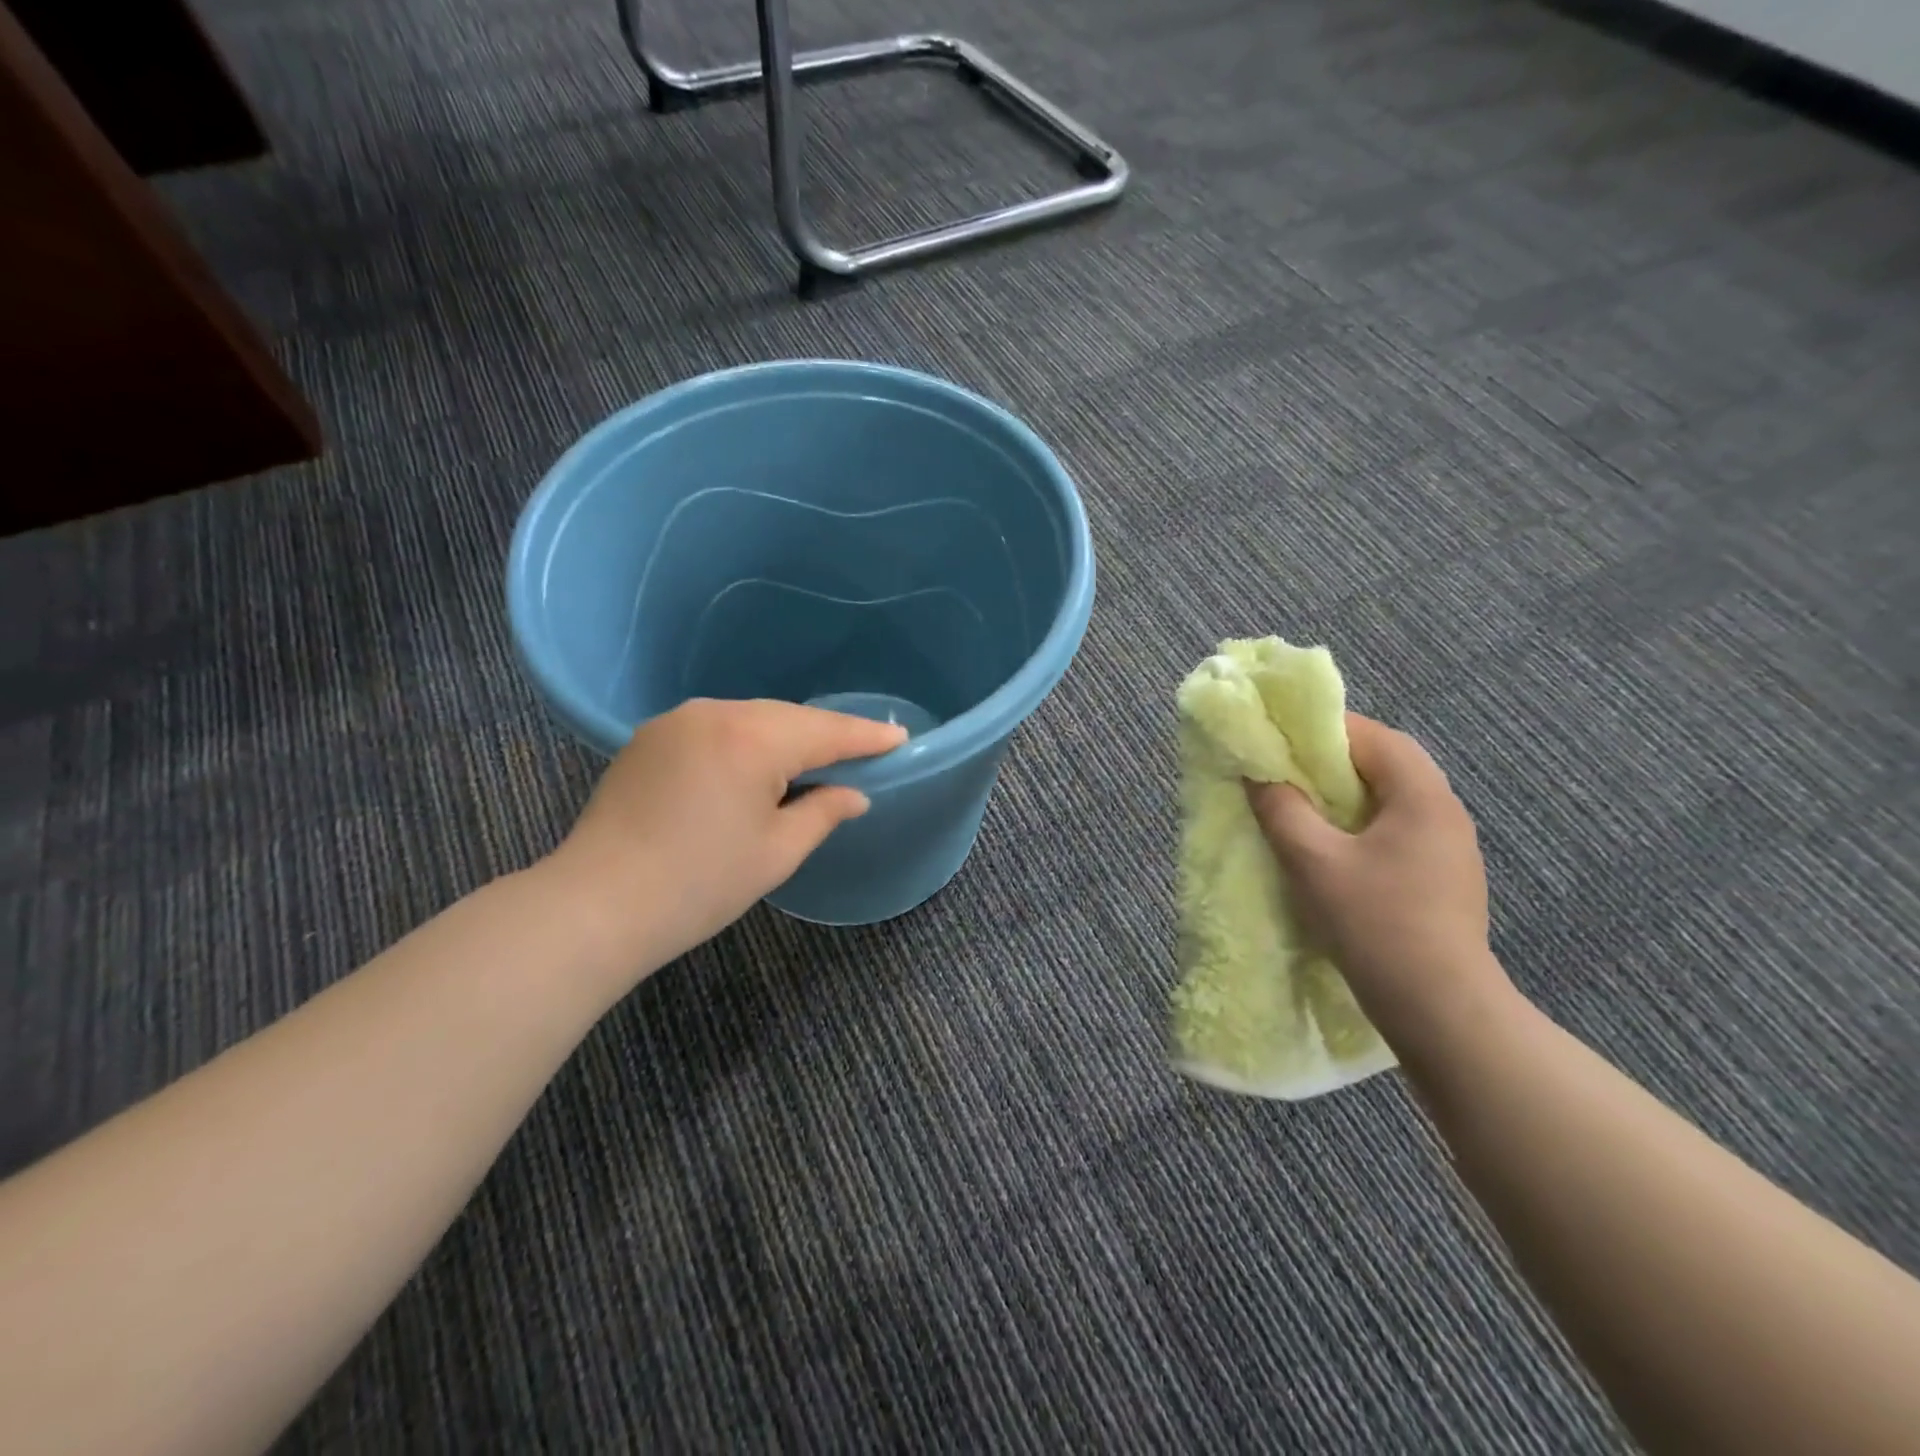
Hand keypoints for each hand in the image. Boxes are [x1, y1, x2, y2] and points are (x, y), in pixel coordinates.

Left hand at [545, 698, 906, 978]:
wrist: (596, 906)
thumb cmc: (699, 885)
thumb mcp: (777, 853)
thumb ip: (823, 812)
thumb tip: (854, 794)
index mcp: (751, 739)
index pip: (825, 732)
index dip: (866, 737)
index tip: (900, 736)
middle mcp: (714, 714)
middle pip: (788, 718)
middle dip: (826, 735)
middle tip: (864, 751)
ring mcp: (677, 722)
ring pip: (752, 719)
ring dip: (786, 737)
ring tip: (815, 760)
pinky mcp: (651, 738)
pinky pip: (718, 728)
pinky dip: (748, 741)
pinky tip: (758, 764)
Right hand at [1246, 713, 1514, 1054]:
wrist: (1439, 1007)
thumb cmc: (1374, 922)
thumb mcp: (1313, 861)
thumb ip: (1282, 810)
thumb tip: (1259, 775)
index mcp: (1422, 796)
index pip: (1374, 737)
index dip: (1323, 731)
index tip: (1280, 739)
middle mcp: (1445, 811)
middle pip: (1385, 763)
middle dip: (1332, 762)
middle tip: (1285, 772)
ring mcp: (1449, 846)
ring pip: (1390, 798)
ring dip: (1345, 794)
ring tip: (1300, 807)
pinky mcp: (1443, 876)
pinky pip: (1396, 829)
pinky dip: (1359, 824)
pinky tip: (1332, 848)